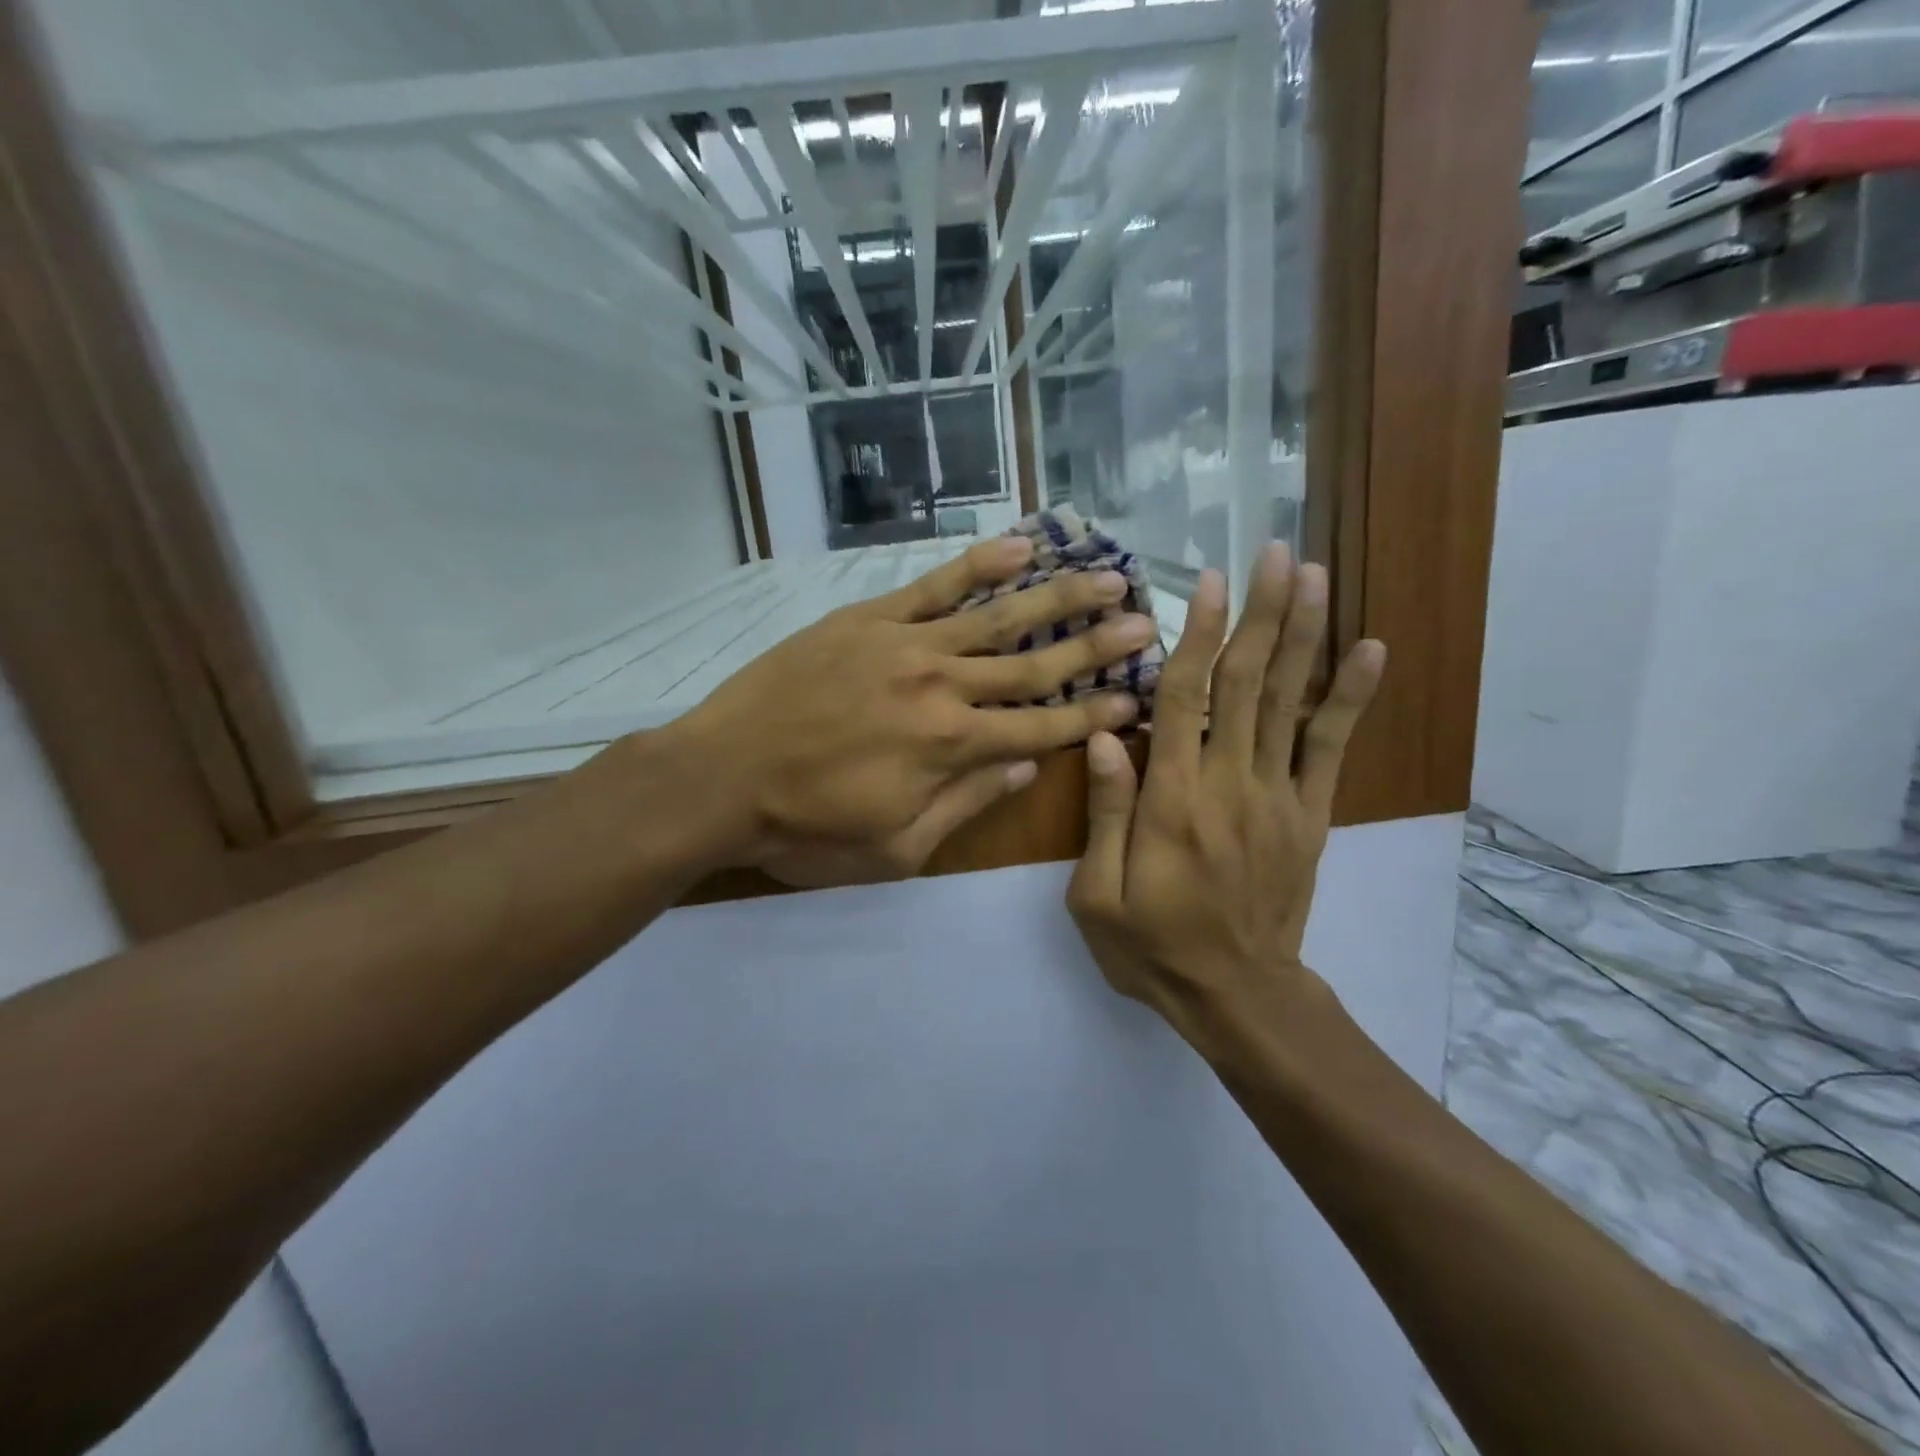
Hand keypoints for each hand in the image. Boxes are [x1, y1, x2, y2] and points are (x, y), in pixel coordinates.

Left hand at [680, 535, 1152, 885]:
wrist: (719, 779)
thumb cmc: (807, 830)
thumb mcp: (897, 848)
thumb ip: (968, 802)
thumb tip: (1028, 763)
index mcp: (953, 748)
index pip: (1045, 725)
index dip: (1096, 712)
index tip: (1140, 695)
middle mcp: (942, 687)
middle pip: (1035, 664)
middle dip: (1096, 646)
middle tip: (1149, 621)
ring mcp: (905, 644)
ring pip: (996, 616)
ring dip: (1057, 596)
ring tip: (1107, 574)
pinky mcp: (867, 619)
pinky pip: (933, 586)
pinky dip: (978, 565)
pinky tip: (1020, 546)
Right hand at [1066, 544, 1384, 1054]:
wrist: (1236, 995)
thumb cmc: (1152, 946)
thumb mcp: (1097, 895)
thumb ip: (1106, 812)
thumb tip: (1103, 735)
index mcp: (1172, 800)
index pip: (1183, 701)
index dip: (1196, 636)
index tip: (1209, 582)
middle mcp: (1228, 784)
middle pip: (1246, 685)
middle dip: (1262, 614)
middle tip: (1276, 552)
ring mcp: (1277, 797)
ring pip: (1290, 703)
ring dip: (1304, 636)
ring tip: (1316, 577)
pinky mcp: (1309, 815)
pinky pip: (1331, 748)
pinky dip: (1350, 697)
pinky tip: (1369, 650)